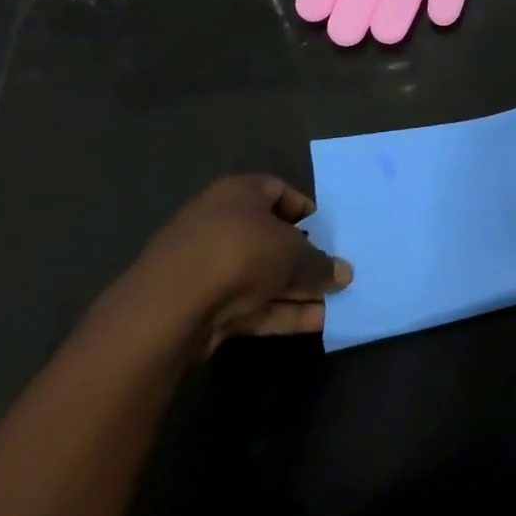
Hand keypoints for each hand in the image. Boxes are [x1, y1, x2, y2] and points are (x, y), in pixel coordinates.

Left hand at [100, 176, 352, 353]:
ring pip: (263, 276)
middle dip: (305, 258)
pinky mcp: (202, 307)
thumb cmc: (240, 252)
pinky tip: (315, 323)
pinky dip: (280, 312)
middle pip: (272, 238)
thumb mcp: (294, 253)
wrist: (170, 307)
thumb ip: (321, 263)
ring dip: (298, 290)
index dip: (307, 211)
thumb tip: (344, 274)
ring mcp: (208, 267)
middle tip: (336, 273)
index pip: (279, 191)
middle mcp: (220, 223)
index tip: (330, 232)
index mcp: (239, 193)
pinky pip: (251, 305)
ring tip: (337, 303)